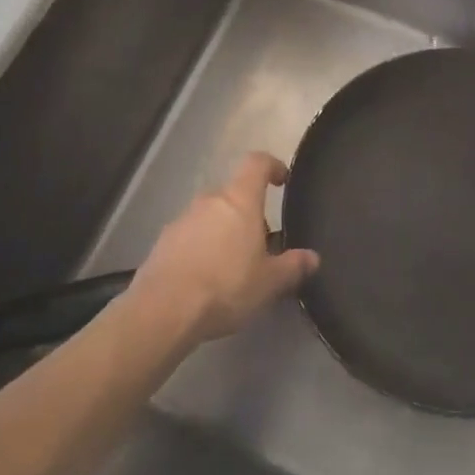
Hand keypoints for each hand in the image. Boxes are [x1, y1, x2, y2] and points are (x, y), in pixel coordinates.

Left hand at [131, 152, 318, 343]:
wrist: (162, 311)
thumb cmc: (225, 286)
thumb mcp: (268, 282)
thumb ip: (292, 267)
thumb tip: (312, 258)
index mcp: (240, 199)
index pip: (257, 163)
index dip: (272, 166)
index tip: (282, 180)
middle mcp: (210, 200)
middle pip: (234, 194)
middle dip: (248, 213)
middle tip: (260, 244)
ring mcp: (182, 219)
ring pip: (211, 216)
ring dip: (223, 232)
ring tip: (232, 267)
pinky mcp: (162, 243)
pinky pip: (190, 236)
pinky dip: (201, 249)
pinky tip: (205, 280)